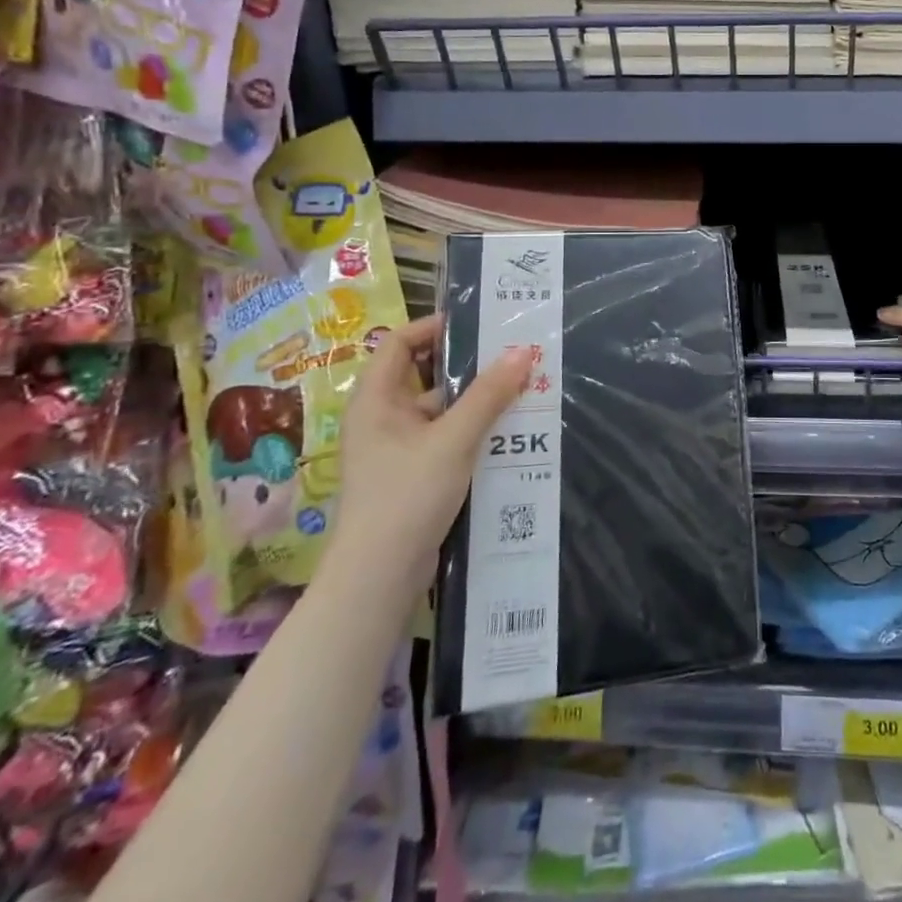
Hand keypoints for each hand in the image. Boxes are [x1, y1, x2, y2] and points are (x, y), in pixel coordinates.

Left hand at [329, 315, 533, 599]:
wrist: (379, 578)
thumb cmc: (406, 495)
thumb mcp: (454, 439)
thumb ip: (489, 395)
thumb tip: (523, 350)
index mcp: (377, 400)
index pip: (399, 343)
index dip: (433, 327)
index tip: (478, 324)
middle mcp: (383, 419)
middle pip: (427, 376)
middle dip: (470, 367)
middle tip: (514, 355)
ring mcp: (399, 449)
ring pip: (443, 412)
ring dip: (478, 403)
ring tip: (524, 391)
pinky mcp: (415, 476)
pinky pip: (448, 440)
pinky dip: (475, 433)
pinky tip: (511, 434)